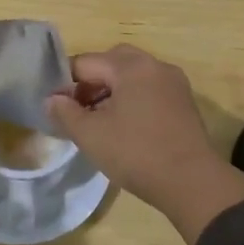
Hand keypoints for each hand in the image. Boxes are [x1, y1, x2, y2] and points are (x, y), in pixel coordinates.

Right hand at [45, 45, 243, 240]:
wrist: (192, 182)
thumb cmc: (136, 153)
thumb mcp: (90, 135)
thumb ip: (65, 113)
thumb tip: (52, 99)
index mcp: (130, 66)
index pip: (86, 62)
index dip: (66, 83)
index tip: (58, 108)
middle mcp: (154, 65)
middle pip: (113, 62)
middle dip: (92, 82)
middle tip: (79, 110)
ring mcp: (174, 83)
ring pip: (133, 75)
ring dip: (113, 90)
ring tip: (100, 121)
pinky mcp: (184, 102)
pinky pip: (150, 89)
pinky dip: (133, 99)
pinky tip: (126, 127)